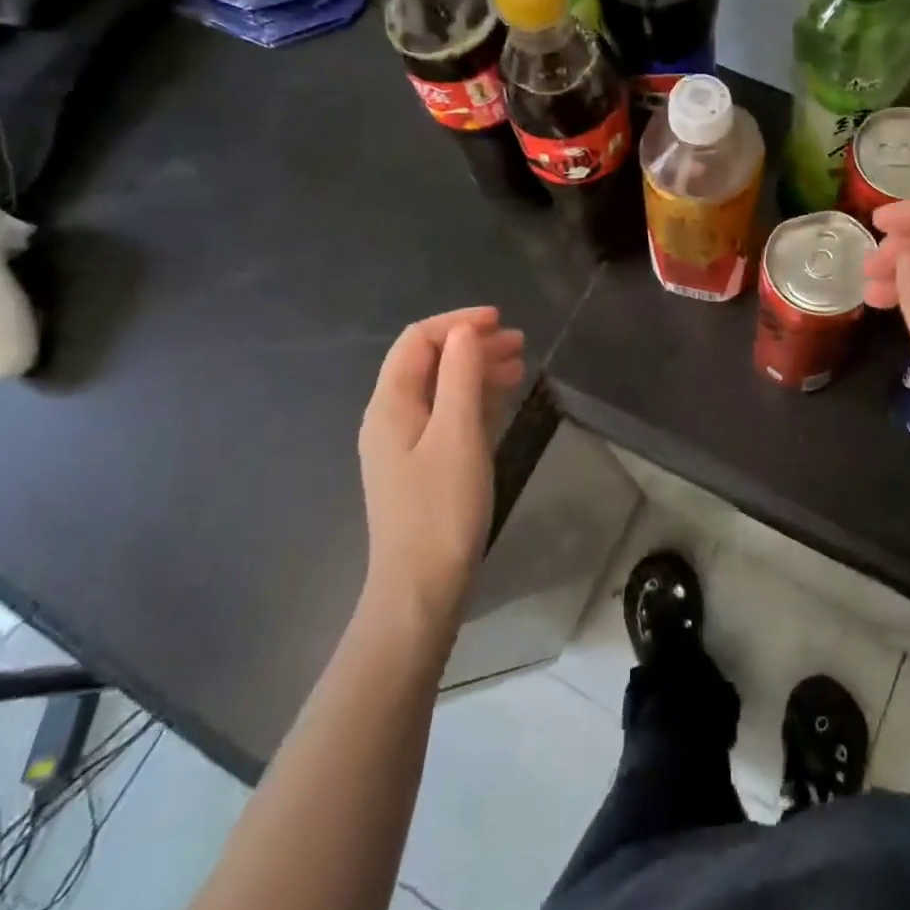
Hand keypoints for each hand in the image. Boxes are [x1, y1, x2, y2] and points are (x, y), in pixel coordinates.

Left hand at [357, 307, 526, 622]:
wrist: (422, 589)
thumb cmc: (441, 508)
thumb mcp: (458, 434)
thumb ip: (461, 376)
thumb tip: (464, 331)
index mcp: (390, 404)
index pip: (418, 341)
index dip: (457, 322)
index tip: (500, 320)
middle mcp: (391, 417)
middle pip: (429, 362)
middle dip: (471, 344)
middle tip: (519, 342)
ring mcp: (405, 444)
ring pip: (441, 389)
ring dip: (476, 370)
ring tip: (519, 365)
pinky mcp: (422, 466)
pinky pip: (447, 416)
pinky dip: (474, 399)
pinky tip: (501, 399)